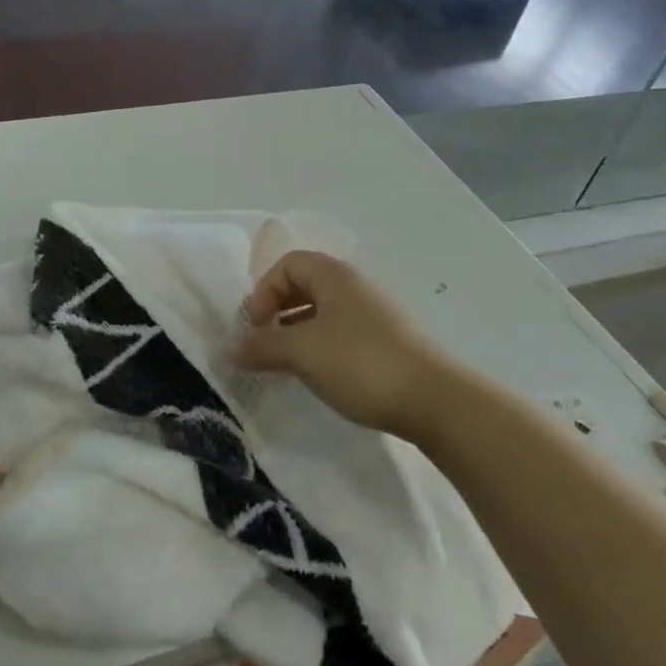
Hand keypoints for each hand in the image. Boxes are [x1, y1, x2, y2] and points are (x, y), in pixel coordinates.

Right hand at [235, 252, 450, 436]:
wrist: (435, 401)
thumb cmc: (360, 363)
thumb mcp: (301, 352)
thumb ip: (262, 346)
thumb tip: (231, 349)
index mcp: (333, 275)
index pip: (286, 265)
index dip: (263, 291)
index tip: (256, 326)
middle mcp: (354, 286)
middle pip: (304, 285)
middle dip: (277, 311)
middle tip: (265, 343)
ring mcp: (375, 314)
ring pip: (323, 312)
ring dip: (297, 331)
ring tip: (287, 363)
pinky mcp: (388, 342)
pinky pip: (342, 332)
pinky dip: (321, 346)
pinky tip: (320, 375)